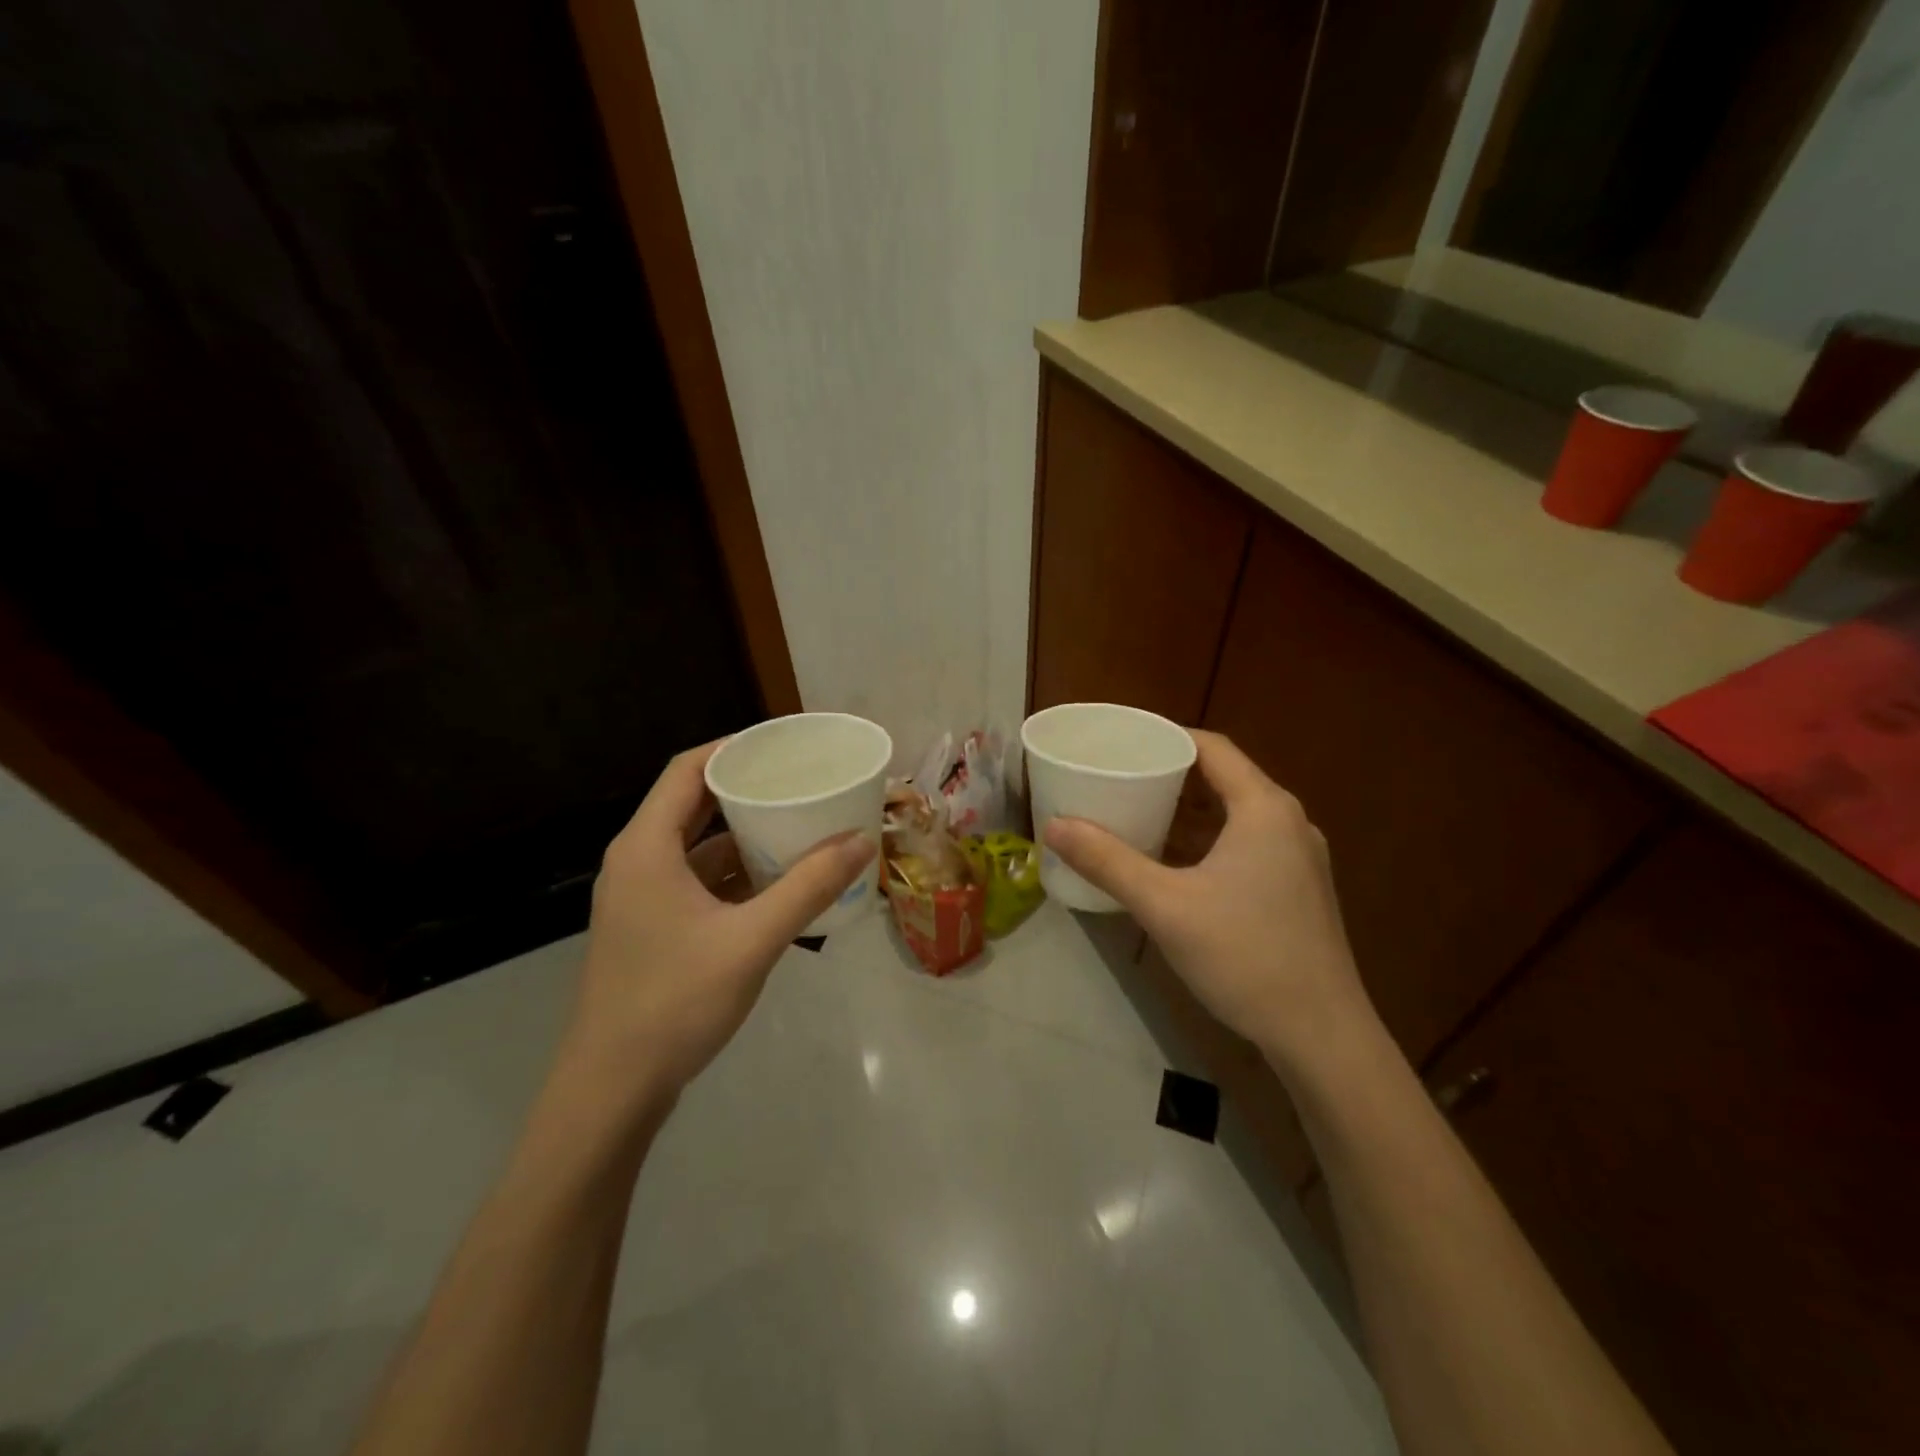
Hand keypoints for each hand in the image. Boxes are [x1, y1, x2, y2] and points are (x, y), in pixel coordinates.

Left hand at [559, 740, 875, 1107]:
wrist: (612, 1090)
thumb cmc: (675, 1002)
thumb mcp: (752, 940)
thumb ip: (808, 887)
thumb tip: (861, 840)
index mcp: (646, 848)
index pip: (687, 770)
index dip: (732, 749)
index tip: (782, 745)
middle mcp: (637, 862)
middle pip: (693, 804)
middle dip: (746, 790)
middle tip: (800, 783)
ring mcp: (640, 898)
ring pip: (696, 847)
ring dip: (742, 836)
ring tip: (797, 827)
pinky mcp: (649, 928)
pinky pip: (695, 881)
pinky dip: (733, 874)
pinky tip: (775, 885)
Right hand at [1044, 731, 1376, 1079]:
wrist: (1322, 1036)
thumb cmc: (1244, 956)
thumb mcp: (1165, 906)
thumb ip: (1107, 862)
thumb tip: (1053, 826)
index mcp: (1264, 808)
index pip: (1211, 747)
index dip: (1166, 737)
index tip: (1122, 742)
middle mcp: (1288, 822)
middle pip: (1224, 777)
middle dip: (1170, 774)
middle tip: (1119, 776)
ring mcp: (1299, 858)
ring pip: (1236, 814)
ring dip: (1189, 810)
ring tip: (1138, 812)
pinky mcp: (1298, 889)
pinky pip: (1247, 843)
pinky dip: (1208, 840)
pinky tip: (1175, 863)